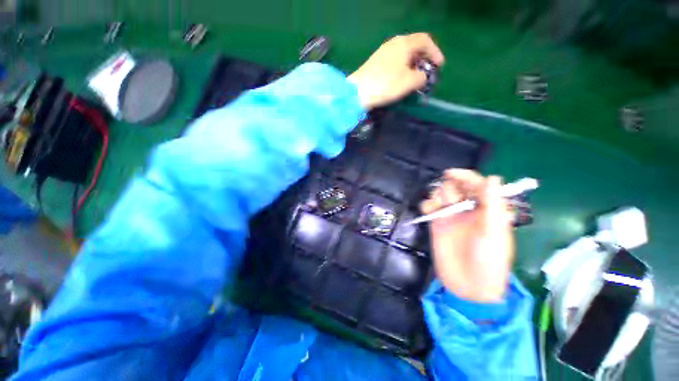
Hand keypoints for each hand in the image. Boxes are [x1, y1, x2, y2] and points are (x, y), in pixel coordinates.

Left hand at [347, 33, 444, 109]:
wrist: (358, 92)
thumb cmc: (385, 85)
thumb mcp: (409, 82)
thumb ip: (421, 77)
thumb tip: (422, 76)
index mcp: (404, 44)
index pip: (425, 40)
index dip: (435, 52)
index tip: (439, 66)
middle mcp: (394, 43)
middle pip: (414, 46)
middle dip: (424, 58)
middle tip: (428, 71)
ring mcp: (383, 52)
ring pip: (404, 54)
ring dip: (413, 64)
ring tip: (416, 77)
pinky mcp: (376, 62)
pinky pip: (395, 60)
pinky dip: (403, 67)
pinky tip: (402, 78)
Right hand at [420, 169, 514, 302]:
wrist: (468, 286)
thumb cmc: (489, 261)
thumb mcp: (494, 232)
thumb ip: (492, 204)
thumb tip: (492, 177)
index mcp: (487, 210)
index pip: (477, 185)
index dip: (466, 177)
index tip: (451, 173)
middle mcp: (468, 210)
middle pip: (457, 188)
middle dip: (450, 186)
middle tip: (447, 196)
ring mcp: (451, 217)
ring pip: (441, 196)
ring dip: (437, 195)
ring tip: (436, 207)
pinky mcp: (437, 225)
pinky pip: (429, 208)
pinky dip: (427, 205)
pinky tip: (427, 210)